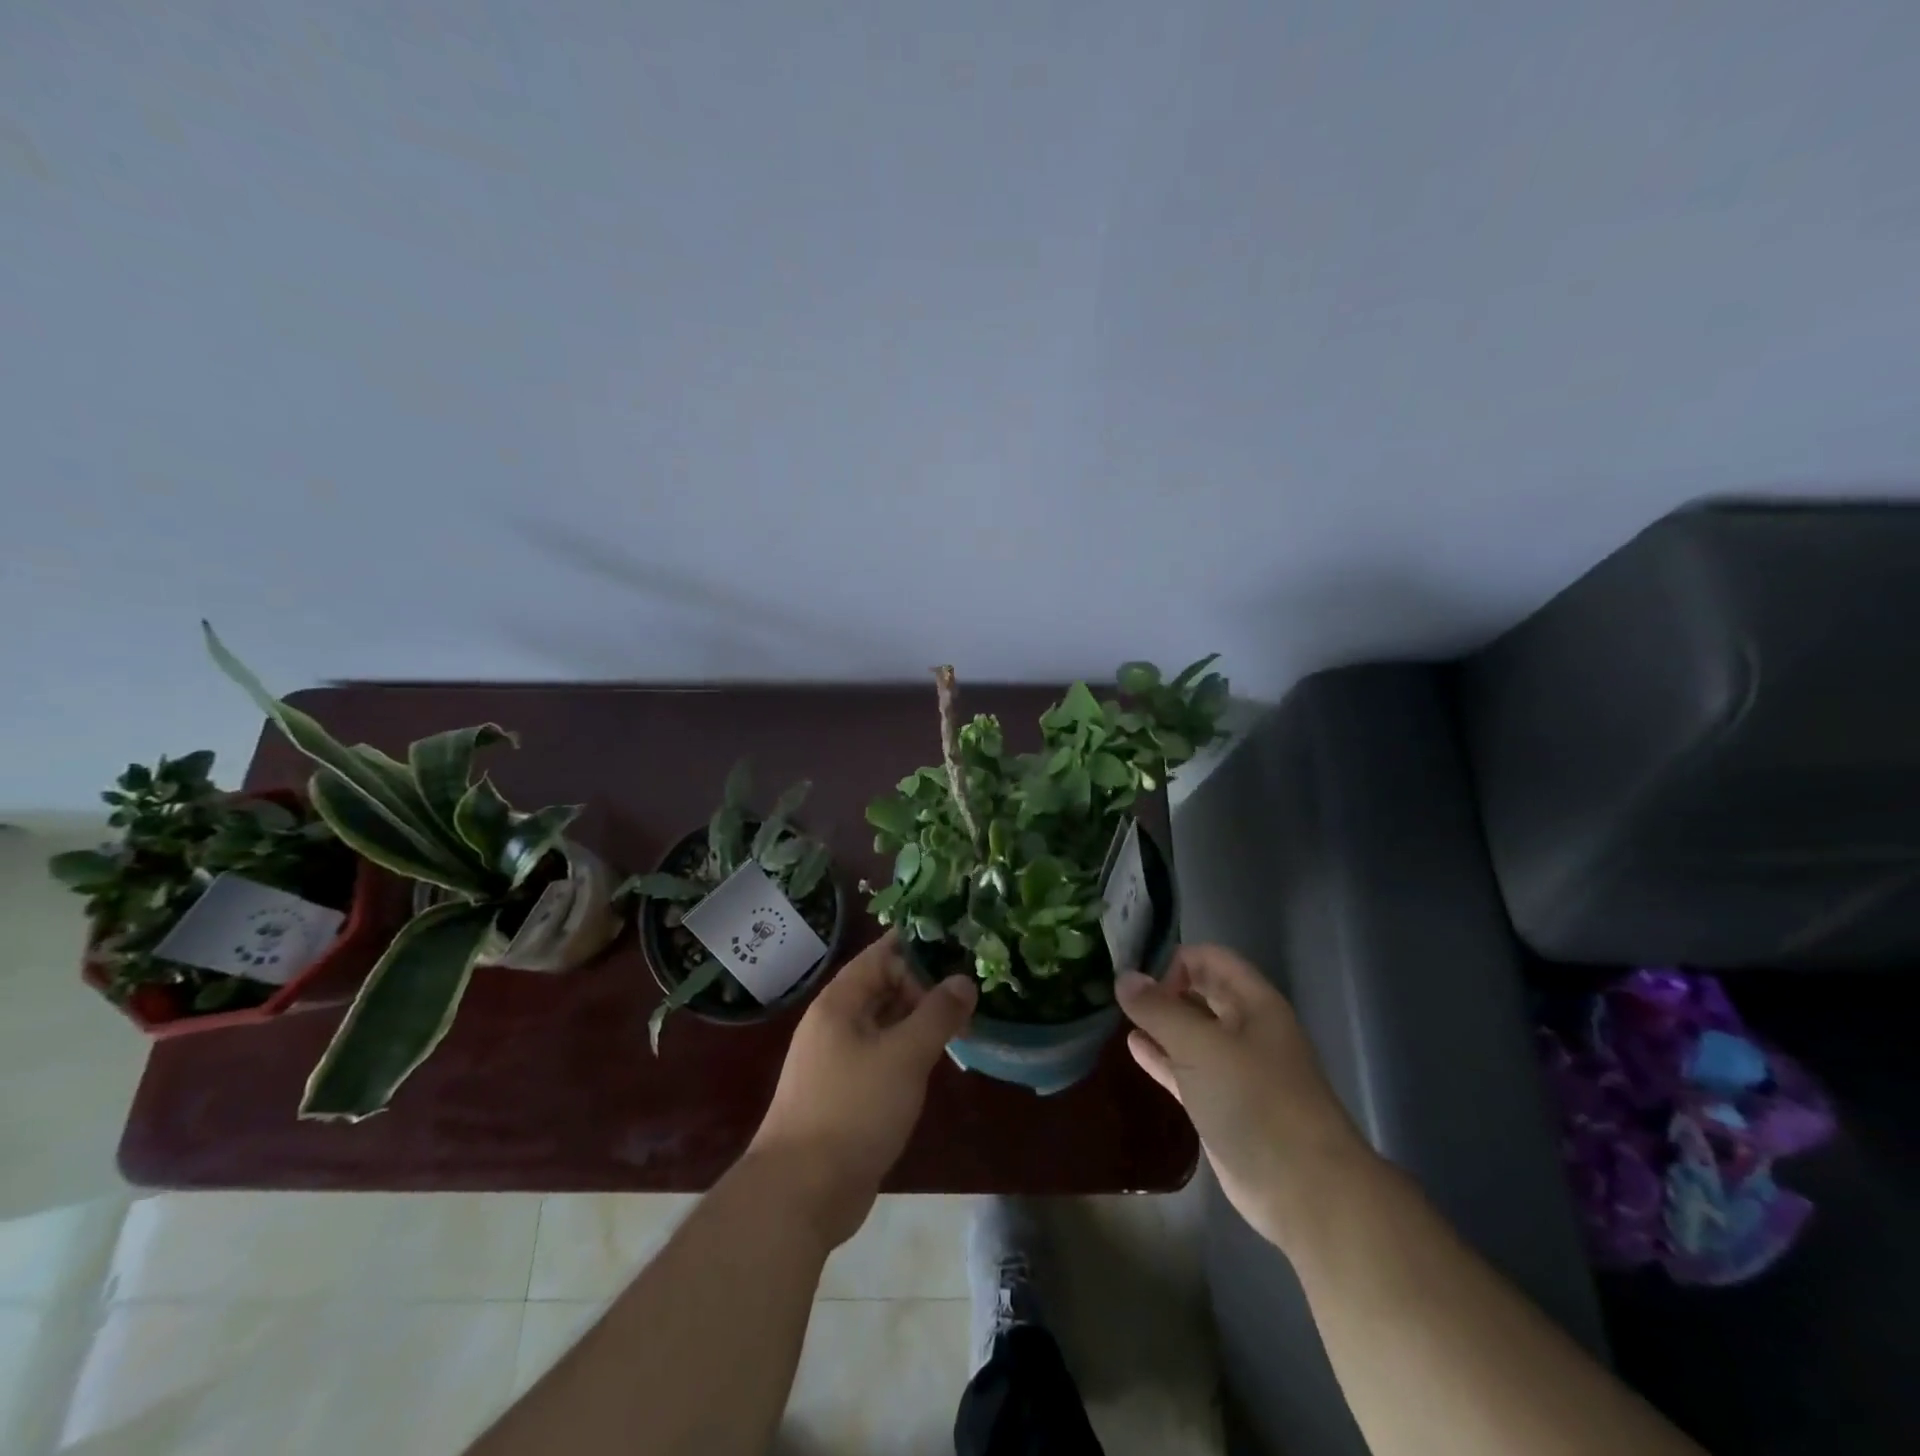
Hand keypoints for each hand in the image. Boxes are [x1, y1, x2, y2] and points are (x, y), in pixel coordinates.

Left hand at [748, 931, 977, 1248]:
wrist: (801, 1192)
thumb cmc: (853, 1110)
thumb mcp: (904, 1056)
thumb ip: (937, 1014)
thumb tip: (964, 979)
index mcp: (840, 1001)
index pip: (882, 954)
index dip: (919, 946)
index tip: (960, 944)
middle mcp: (836, 1022)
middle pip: (885, 986)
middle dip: (926, 985)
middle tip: (972, 989)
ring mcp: (838, 1058)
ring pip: (886, 1022)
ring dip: (920, 1019)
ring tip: (965, 1018)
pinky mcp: (846, 1091)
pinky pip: (883, 1054)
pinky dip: (909, 1049)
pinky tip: (938, 1057)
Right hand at [1116, 944, 1368, 1248]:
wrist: (1304, 1190)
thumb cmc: (1255, 1101)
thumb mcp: (1200, 1046)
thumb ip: (1158, 1010)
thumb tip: (1123, 977)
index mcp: (1255, 1004)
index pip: (1212, 958)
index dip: (1176, 960)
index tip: (1139, 977)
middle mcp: (1247, 1029)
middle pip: (1201, 993)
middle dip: (1164, 989)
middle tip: (1119, 991)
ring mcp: (1235, 1070)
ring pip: (1192, 1033)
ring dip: (1159, 1023)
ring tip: (1117, 1015)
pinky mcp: (1223, 1105)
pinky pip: (1186, 1069)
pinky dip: (1161, 1057)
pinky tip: (1132, 1048)